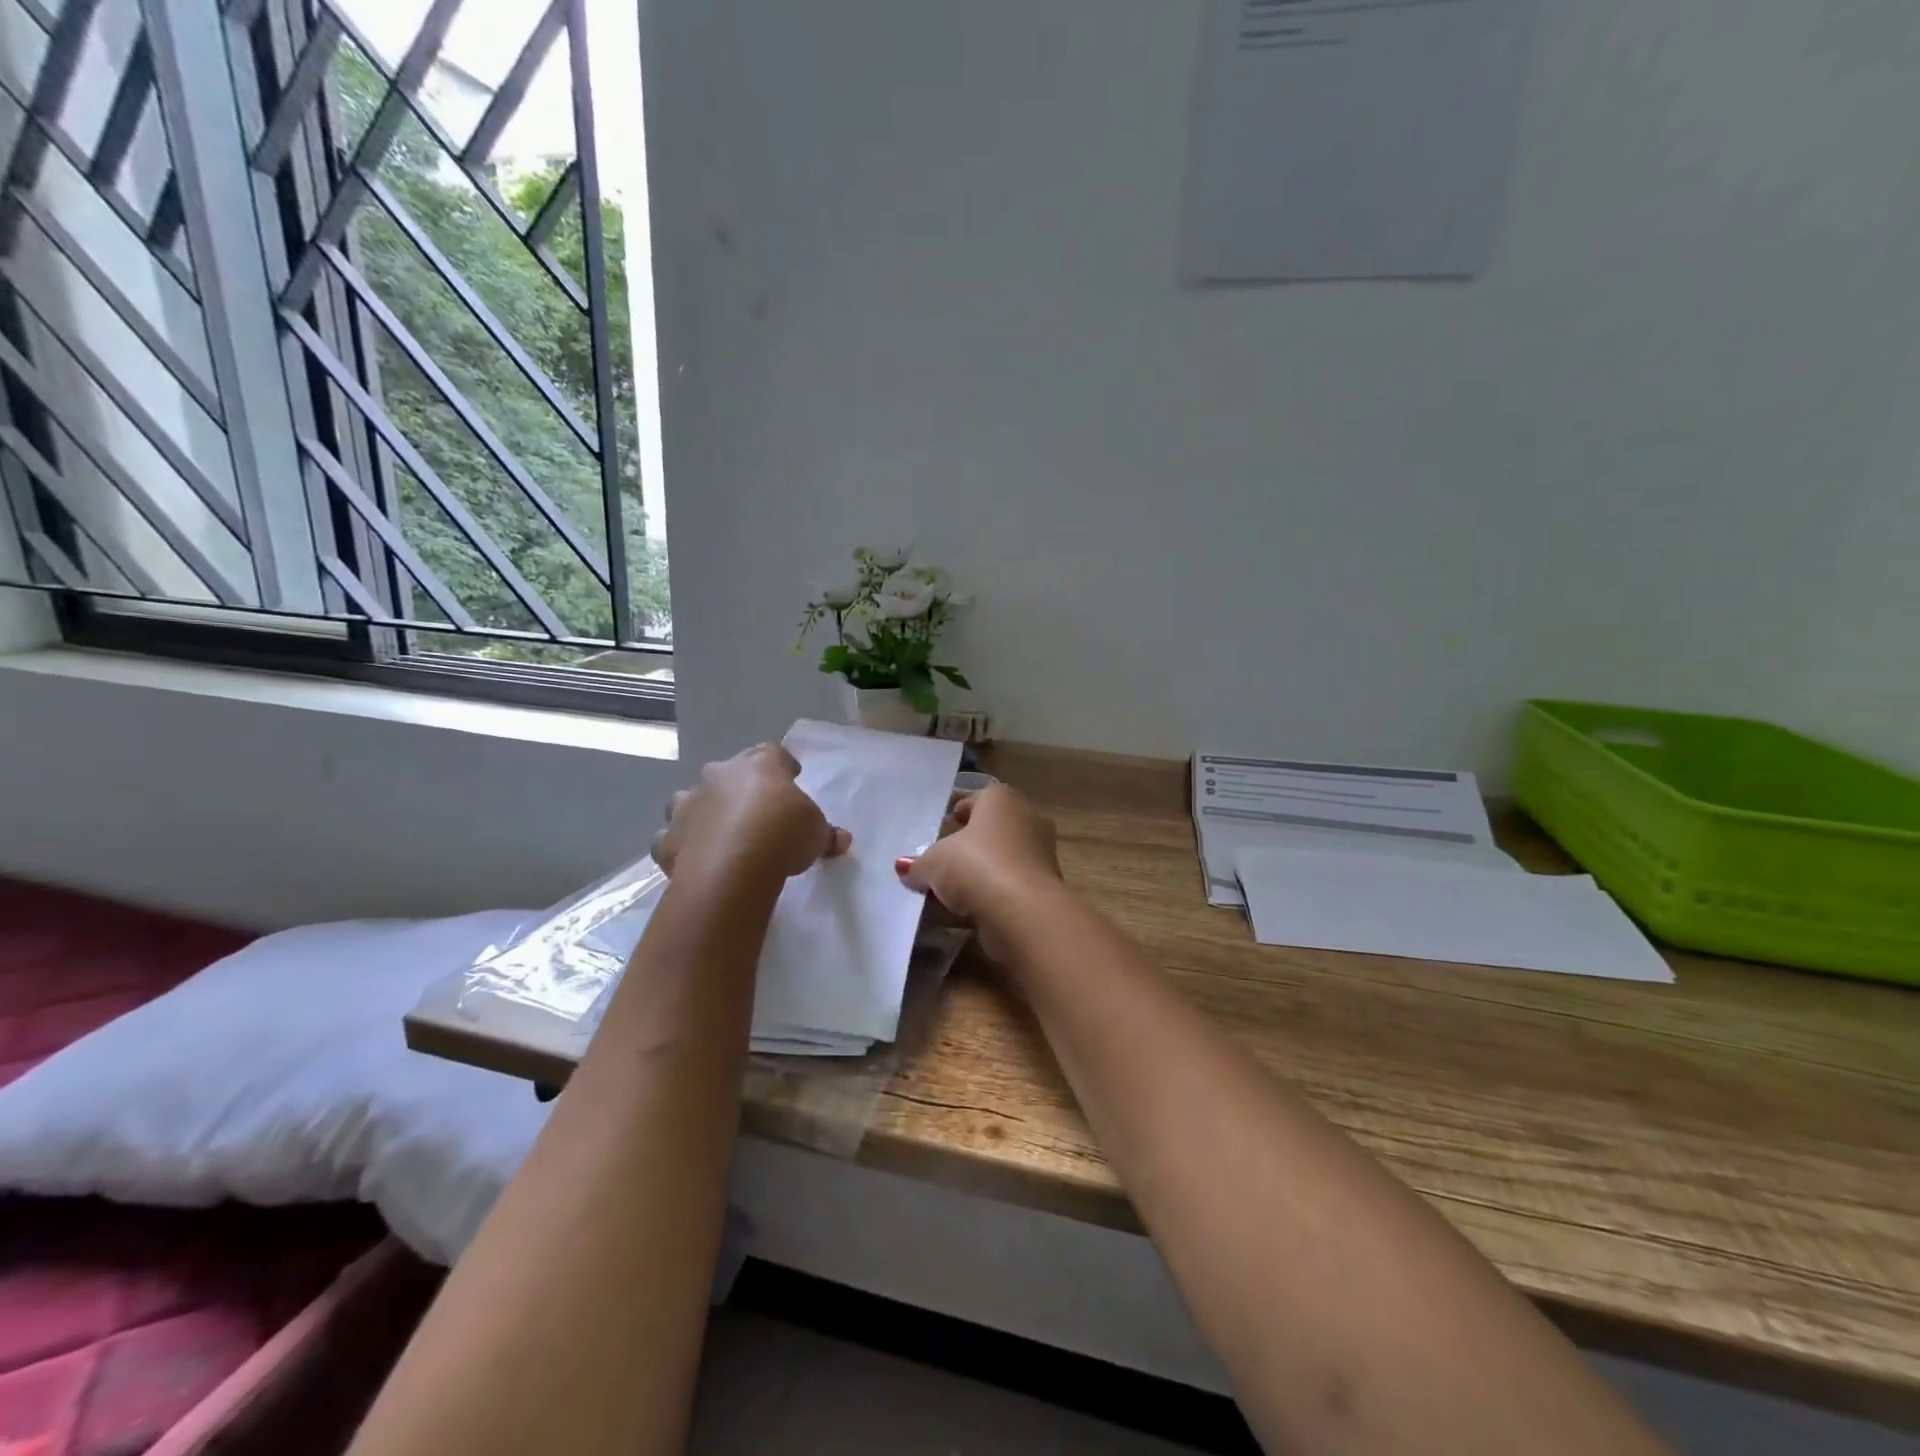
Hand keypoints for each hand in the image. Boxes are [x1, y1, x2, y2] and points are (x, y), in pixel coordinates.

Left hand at [653, 745, 850, 882]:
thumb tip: (841, 840)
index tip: (791, 779)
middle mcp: (719, 775)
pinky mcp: (667, 837)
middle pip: (727, 772)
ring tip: (718, 833)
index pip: (773, 754)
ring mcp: (688, 804)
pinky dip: (680, 844)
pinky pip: (671, 837)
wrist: (733, 867)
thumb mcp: (816, 833)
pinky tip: (693, 858)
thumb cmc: (783, 835)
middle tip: (755, 810)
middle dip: (738, 787)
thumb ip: (825, 833)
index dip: (782, 767)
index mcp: (760, 765)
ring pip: (690, 799)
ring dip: (702, 811)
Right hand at [894, 785, 1062, 954]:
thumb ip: (918, 865)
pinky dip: (992, 895)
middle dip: (970, 844)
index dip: (960, 811)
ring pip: (1002, 859)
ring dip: (980, 873)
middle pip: (992, 829)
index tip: (945, 824)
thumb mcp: (934, 863)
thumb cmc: (977, 867)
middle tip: (944, 858)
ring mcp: (1040, 854)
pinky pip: (1009, 886)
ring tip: (950, 891)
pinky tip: (967, 911)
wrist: (1024, 912)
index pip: (979, 798)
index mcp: (1002, 800)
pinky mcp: (1044, 887)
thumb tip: (905, 868)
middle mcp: (1027, 819)